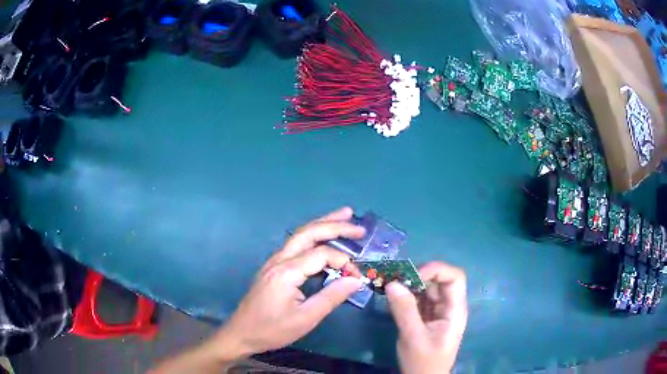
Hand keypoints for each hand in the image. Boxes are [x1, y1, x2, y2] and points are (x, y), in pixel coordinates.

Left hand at [211, 207, 365, 359]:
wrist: (242, 333)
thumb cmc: (273, 329)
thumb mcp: (306, 318)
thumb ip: (332, 296)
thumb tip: (356, 280)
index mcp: (287, 271)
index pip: (321, 254)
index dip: (343, 261)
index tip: (357, 277)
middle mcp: (279, 259)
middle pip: (308, 232)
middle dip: (335, 225)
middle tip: (358, 226)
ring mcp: (274, 261)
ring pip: (300, 235)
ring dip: (323, 224)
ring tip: (344, 217)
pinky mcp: (273, 267)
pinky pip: (296, 245)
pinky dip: (313, 236)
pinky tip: (323, 239)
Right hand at [386, 262, 467, 373]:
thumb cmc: (424, 362)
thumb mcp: (413, 337)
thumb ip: (405, 310)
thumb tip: (392, 283)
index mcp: (455, 309)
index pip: (455, 278)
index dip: (436, 270)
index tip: (411, 276)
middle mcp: (449, 306)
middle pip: (439, 280)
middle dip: (418, 276)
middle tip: (394, 280)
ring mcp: (438, 312)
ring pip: (427, 289)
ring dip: (409, 285)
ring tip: (389, 286)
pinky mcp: (427, 317)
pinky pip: (419, 300)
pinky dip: (406, 296)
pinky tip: (393, 297)